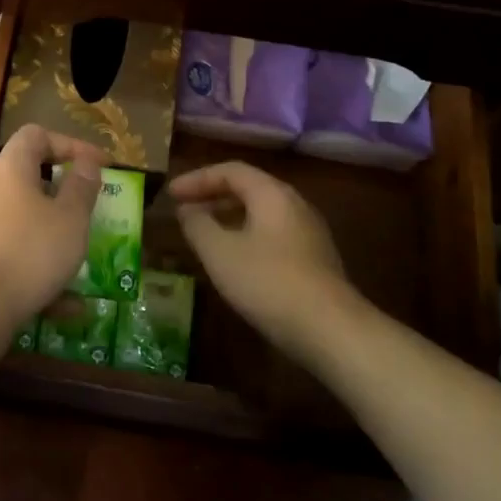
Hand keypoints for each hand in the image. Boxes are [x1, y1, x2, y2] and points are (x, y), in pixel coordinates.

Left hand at [0, 125, 106, 325]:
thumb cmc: (29, 249)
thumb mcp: (70, 217)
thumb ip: (82, 187)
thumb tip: (87, 162)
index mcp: (11, 168)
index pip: (37, 135)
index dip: (71, 143)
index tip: (100, 165)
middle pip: (29, 177)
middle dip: (64, 194)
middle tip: (90, 208)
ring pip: (26, 222)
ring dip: (56, 236)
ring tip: (83, 256)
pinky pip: (16, 255)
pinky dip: (41, 271)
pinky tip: (69, 306)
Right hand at [168, 161, 363, 362]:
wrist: (330, 329)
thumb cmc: (267, 281)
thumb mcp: (219, 252)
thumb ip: (198, 225)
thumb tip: (187, 210)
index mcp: (272, 194)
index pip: (230, 171)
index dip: (197, 179)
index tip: (170, 194)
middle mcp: (294, 204)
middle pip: (249, 189)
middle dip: (212, 197)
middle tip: (184, 211)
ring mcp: (309, 233)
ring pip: (261, 214)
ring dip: (228, 218)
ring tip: (203, 235)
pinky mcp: (314, 260)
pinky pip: (272, 235)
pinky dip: (246, 237)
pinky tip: (233, 261)